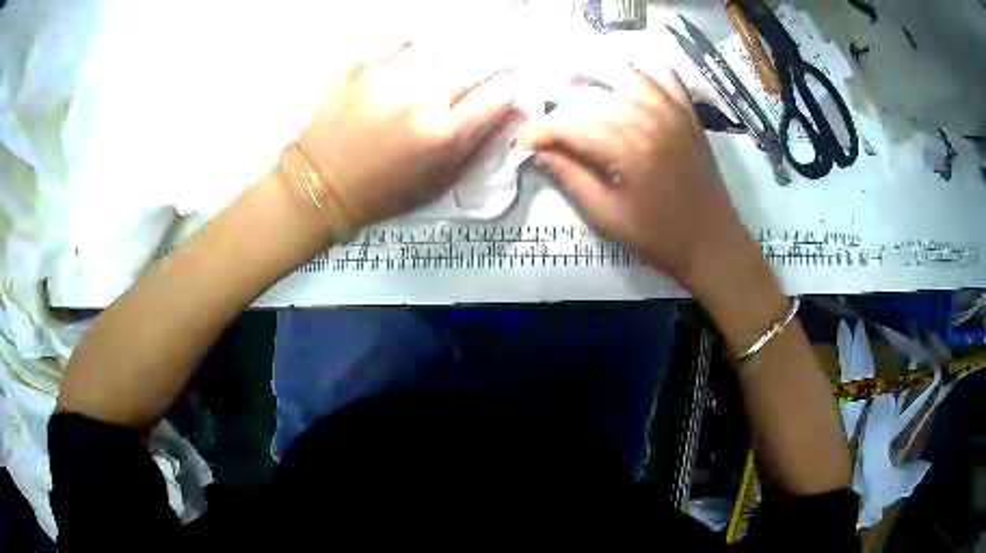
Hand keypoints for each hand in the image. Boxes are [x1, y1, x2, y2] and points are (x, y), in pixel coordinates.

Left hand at [297, 44, 515, 229]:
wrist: (320, 186)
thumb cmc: (382, 194)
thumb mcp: (437, 185)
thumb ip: (476, 149)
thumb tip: (509, 116)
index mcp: (445, 134)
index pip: (496, 100)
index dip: (510, 92)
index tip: (512, 87)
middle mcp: (423, 100)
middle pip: (475, 70)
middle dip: (495, 67)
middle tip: (501, 61)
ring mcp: (392, 79)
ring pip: (439, 54)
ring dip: (450, 58)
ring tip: (446, 63)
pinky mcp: (362, 69)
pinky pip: (395, 44)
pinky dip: (407, 44)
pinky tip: (412, 46)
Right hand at [513, 68, 759, 291]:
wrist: (713, 243)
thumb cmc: (659, 237)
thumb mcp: (607, 216)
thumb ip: (570, 177)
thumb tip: (537, 151)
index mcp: (628, 150)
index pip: (569, 124)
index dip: (539, 131)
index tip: (522, 144)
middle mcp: (650, 120)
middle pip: (591, 96)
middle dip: (560, 109)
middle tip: (547, 130)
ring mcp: (673, 112)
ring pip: (623, 77)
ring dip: (594, 83)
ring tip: (576, 98)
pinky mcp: (688, 113)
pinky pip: (663, 76)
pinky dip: (641, 74)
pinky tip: (625, 85)